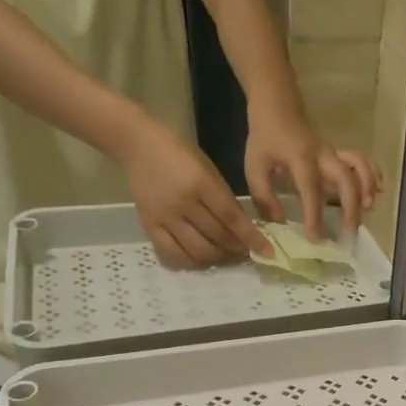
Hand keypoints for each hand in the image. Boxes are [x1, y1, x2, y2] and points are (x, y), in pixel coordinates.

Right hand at [124, 121, 271, 266]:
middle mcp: (183, 203)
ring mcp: (164, 217)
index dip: (251, 238)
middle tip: (245, 250)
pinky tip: (200, 257)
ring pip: (197, 250)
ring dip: (217, 257)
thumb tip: (241, 229)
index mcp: (201, 183)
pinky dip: (190, 260)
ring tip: (225, 254)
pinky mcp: (149, 226)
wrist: (137, 145)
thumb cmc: (179, 152)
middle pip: (217, 237)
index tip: (267, 252)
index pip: (232, 218)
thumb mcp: (208, 169)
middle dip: (236, 248)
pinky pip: (172, 254)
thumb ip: (224, 198)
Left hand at [243, 103, 381, 242]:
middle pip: (346, 179)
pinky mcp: (338, 152)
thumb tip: (280, 221)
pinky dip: (373, 174)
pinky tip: (378, 191)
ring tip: (368, 209)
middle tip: (350, 231)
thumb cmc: (265, 137)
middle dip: (351, 206)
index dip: (315, 216)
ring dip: (367, 188)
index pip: (311, 191)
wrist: (277, 104)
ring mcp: (334, 152)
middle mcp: (323, 155)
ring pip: (359, 166)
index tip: (316, 238)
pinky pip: (361, 160)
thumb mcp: (254, 166)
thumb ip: (265, 196)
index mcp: (301, 159)